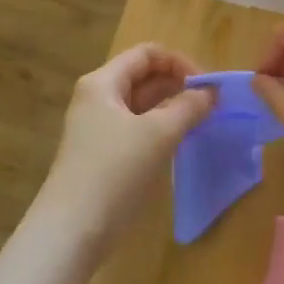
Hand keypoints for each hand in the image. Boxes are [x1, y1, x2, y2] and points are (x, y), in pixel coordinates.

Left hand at [35, 43, 214, 258]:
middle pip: (143, 77)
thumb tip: (211, 93)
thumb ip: (188, 107)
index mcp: (103, 83)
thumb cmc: (114, 171)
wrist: (72, 230)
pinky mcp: (103, 155)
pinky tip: (181, 142)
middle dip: (178, 85)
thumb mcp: (158, 134)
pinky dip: (160, 129)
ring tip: (202, 121)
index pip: (146, 54)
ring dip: (171, 108)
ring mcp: (97, 128)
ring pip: (141, 105)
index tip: (207, 85)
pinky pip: (136, 129)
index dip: (180, 62)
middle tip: (211, 104)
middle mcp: (97, 99)